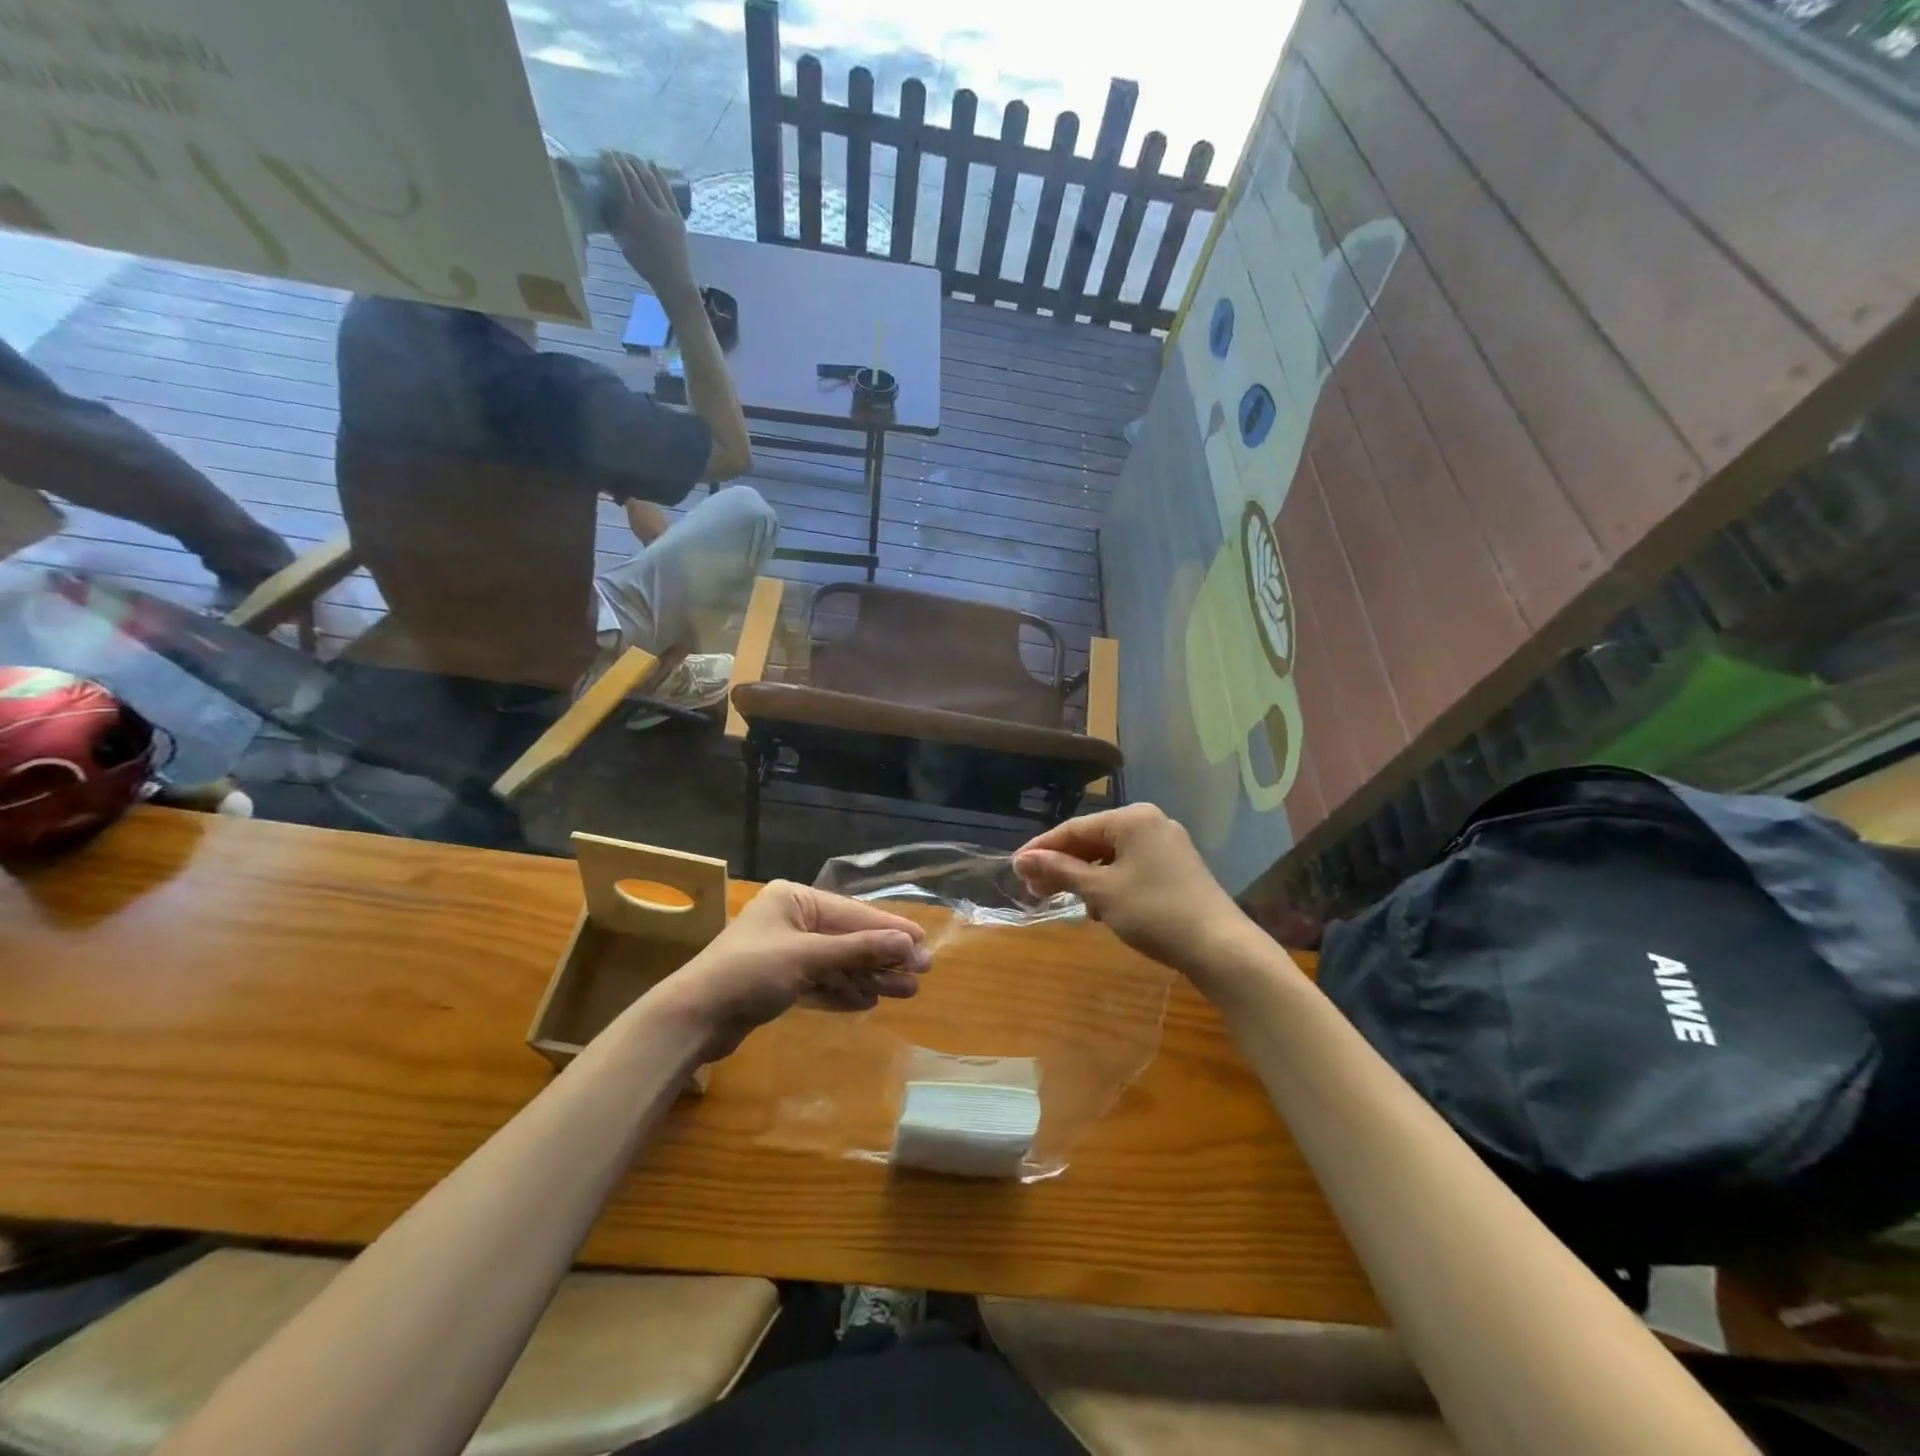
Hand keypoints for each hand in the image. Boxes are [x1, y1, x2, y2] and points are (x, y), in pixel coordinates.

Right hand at [604, 153, 695, 300]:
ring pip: (651, 180)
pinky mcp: (677, 216)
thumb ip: (614, 222)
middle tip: (616, 153)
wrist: (673, 280)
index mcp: (632, 216)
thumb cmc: (645, 265)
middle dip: (624, 161)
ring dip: (640, 165)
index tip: (604, 155)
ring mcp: (665, 212)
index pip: (619, 181)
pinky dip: (660, 175)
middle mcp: (648, 209)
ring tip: (632, 157)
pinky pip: (667, 191)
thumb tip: (604, 203)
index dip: (611, 164)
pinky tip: (653, 166)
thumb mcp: (624, 244)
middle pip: (635, 176)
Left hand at [651, 881, 931, 1060]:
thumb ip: (858, 950)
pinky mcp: (778, 982)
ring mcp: (785, 951)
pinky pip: (821, 981)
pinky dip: (843, 991)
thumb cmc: (748, 973)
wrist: (692, 1019)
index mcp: (794, 899)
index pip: (853, 913)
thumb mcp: (807, 957)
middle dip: (883, 957)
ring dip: (869, 977)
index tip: (923, 943)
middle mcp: (792, 919)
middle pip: (848, 938)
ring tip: (906, 992)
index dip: (890, 929)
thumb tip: (908, 944)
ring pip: (837, 962)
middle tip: (921, 973)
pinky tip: (869, 1001)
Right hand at [1013, 805, 1251, 981]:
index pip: (1074, 828)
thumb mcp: (1100, 891)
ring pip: (1112, 856)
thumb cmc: (1154, 912)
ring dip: (1085, 877)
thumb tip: (1021, 859)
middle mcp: (1151, 822)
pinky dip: (1110, 883)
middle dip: (1062, 865)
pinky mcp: (1178, 868)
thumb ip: (1060, 871)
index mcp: (1132, 818)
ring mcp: (1168, 845)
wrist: (1220, 947)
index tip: (1014, 868)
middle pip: (1093, 840)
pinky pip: (1131, 867)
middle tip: (1034, 890)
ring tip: (1064, 901)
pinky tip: (1100, 908)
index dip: (1041, 849)